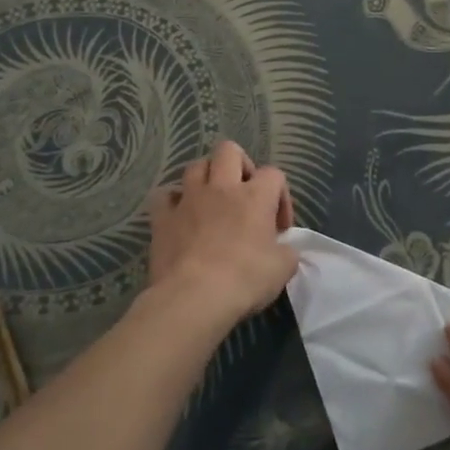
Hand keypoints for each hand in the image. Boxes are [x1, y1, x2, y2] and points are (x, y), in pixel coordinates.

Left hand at [145, 141, 294, 323]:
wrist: (194, 298)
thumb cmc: (244, 279)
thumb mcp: (283, 268)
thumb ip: (287, 251)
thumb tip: (282, 249)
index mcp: (255, 195)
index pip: (274, 174)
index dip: (281, 197)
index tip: (280, 228)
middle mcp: (222, 188)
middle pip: (229, 151)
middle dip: (240, 165)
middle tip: (245, 193)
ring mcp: (189, 200)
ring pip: (196, 166)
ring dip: (206, 178)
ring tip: (213, 201)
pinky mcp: (162, 218)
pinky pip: (164, 196)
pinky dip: (173, 202)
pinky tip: (180, 215)